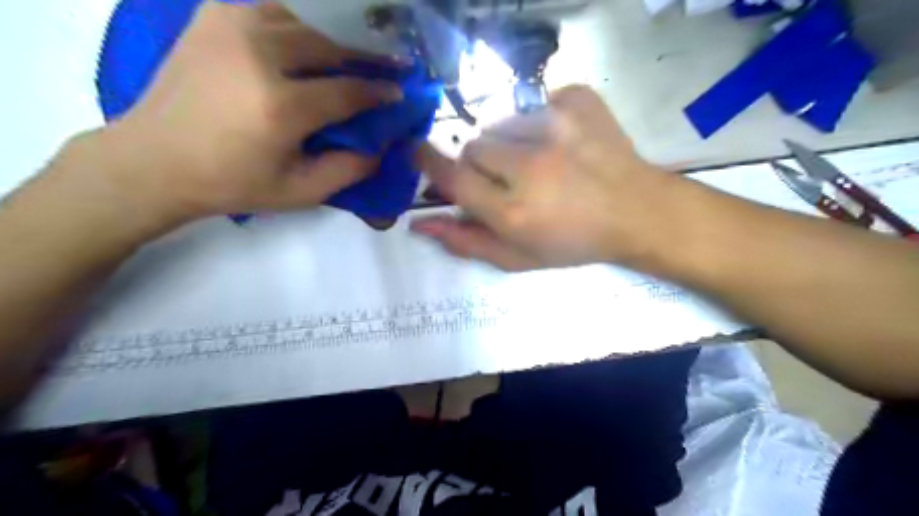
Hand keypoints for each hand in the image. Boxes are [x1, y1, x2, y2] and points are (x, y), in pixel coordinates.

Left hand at [81, 0, 402, 225]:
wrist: (154, 160)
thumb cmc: (233, 183)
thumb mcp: (301, 192)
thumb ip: (349, 169)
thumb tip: (381, 145)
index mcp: (281, 105)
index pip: (348, 90)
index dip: (379, 91)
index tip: (399, 92)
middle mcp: (258, 54)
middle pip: (329, 47)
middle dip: (363, 58)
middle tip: (385, 68)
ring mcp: (230, 26)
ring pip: (302, 21)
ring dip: (331, 41)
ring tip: (347, 58)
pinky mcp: (211, 16)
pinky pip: (269, 9)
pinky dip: (295, 25)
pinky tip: (303, 44)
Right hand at [413, 87, 677, 270]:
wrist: (635, 212)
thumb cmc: (573, 243)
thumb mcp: (518, 258)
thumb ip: (466, 242)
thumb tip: (420, 223)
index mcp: (513, 212)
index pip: (453, 177)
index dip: (430, 163)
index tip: (420, 151)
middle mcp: (530, 167)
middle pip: (475, 146)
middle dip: (481, 162)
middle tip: (507, 178)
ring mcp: (557, 127)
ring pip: (502, 123)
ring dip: (510, 142)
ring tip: (539, 161)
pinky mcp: (578, 102)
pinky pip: (538, 102)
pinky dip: (543, 119)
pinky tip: (563, 142)